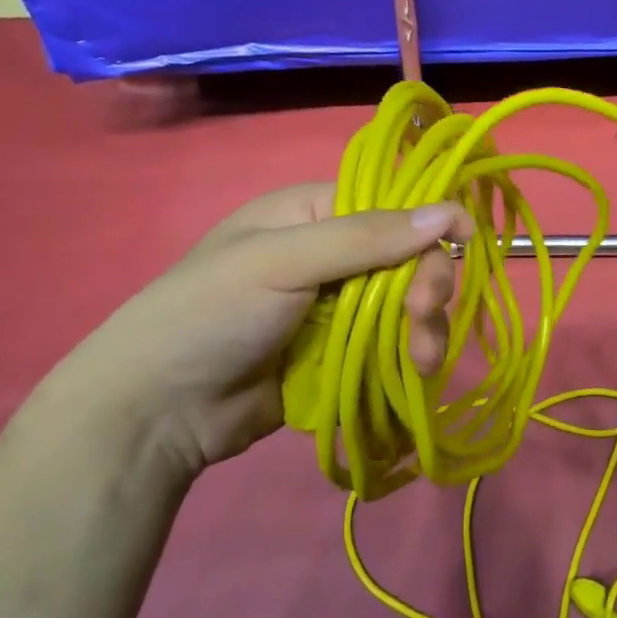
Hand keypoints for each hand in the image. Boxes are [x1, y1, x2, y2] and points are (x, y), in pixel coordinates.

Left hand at [46, 185, 466, 478]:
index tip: (462, 244)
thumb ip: (367, 237)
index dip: (429, 223)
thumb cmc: (211, 313)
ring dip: (425, 328)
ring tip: (422, 361)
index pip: (392, 205)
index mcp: (313, 213)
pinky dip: (409, 358)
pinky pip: (390, 347)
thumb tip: (451, 211)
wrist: (154, 413)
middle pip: (407, 259)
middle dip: (427, 285)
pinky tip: (415, 374)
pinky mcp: (340, 355)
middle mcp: (331, 254)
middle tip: (423, 317)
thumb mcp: (283, 261)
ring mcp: (337, 309)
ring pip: (406, 307)